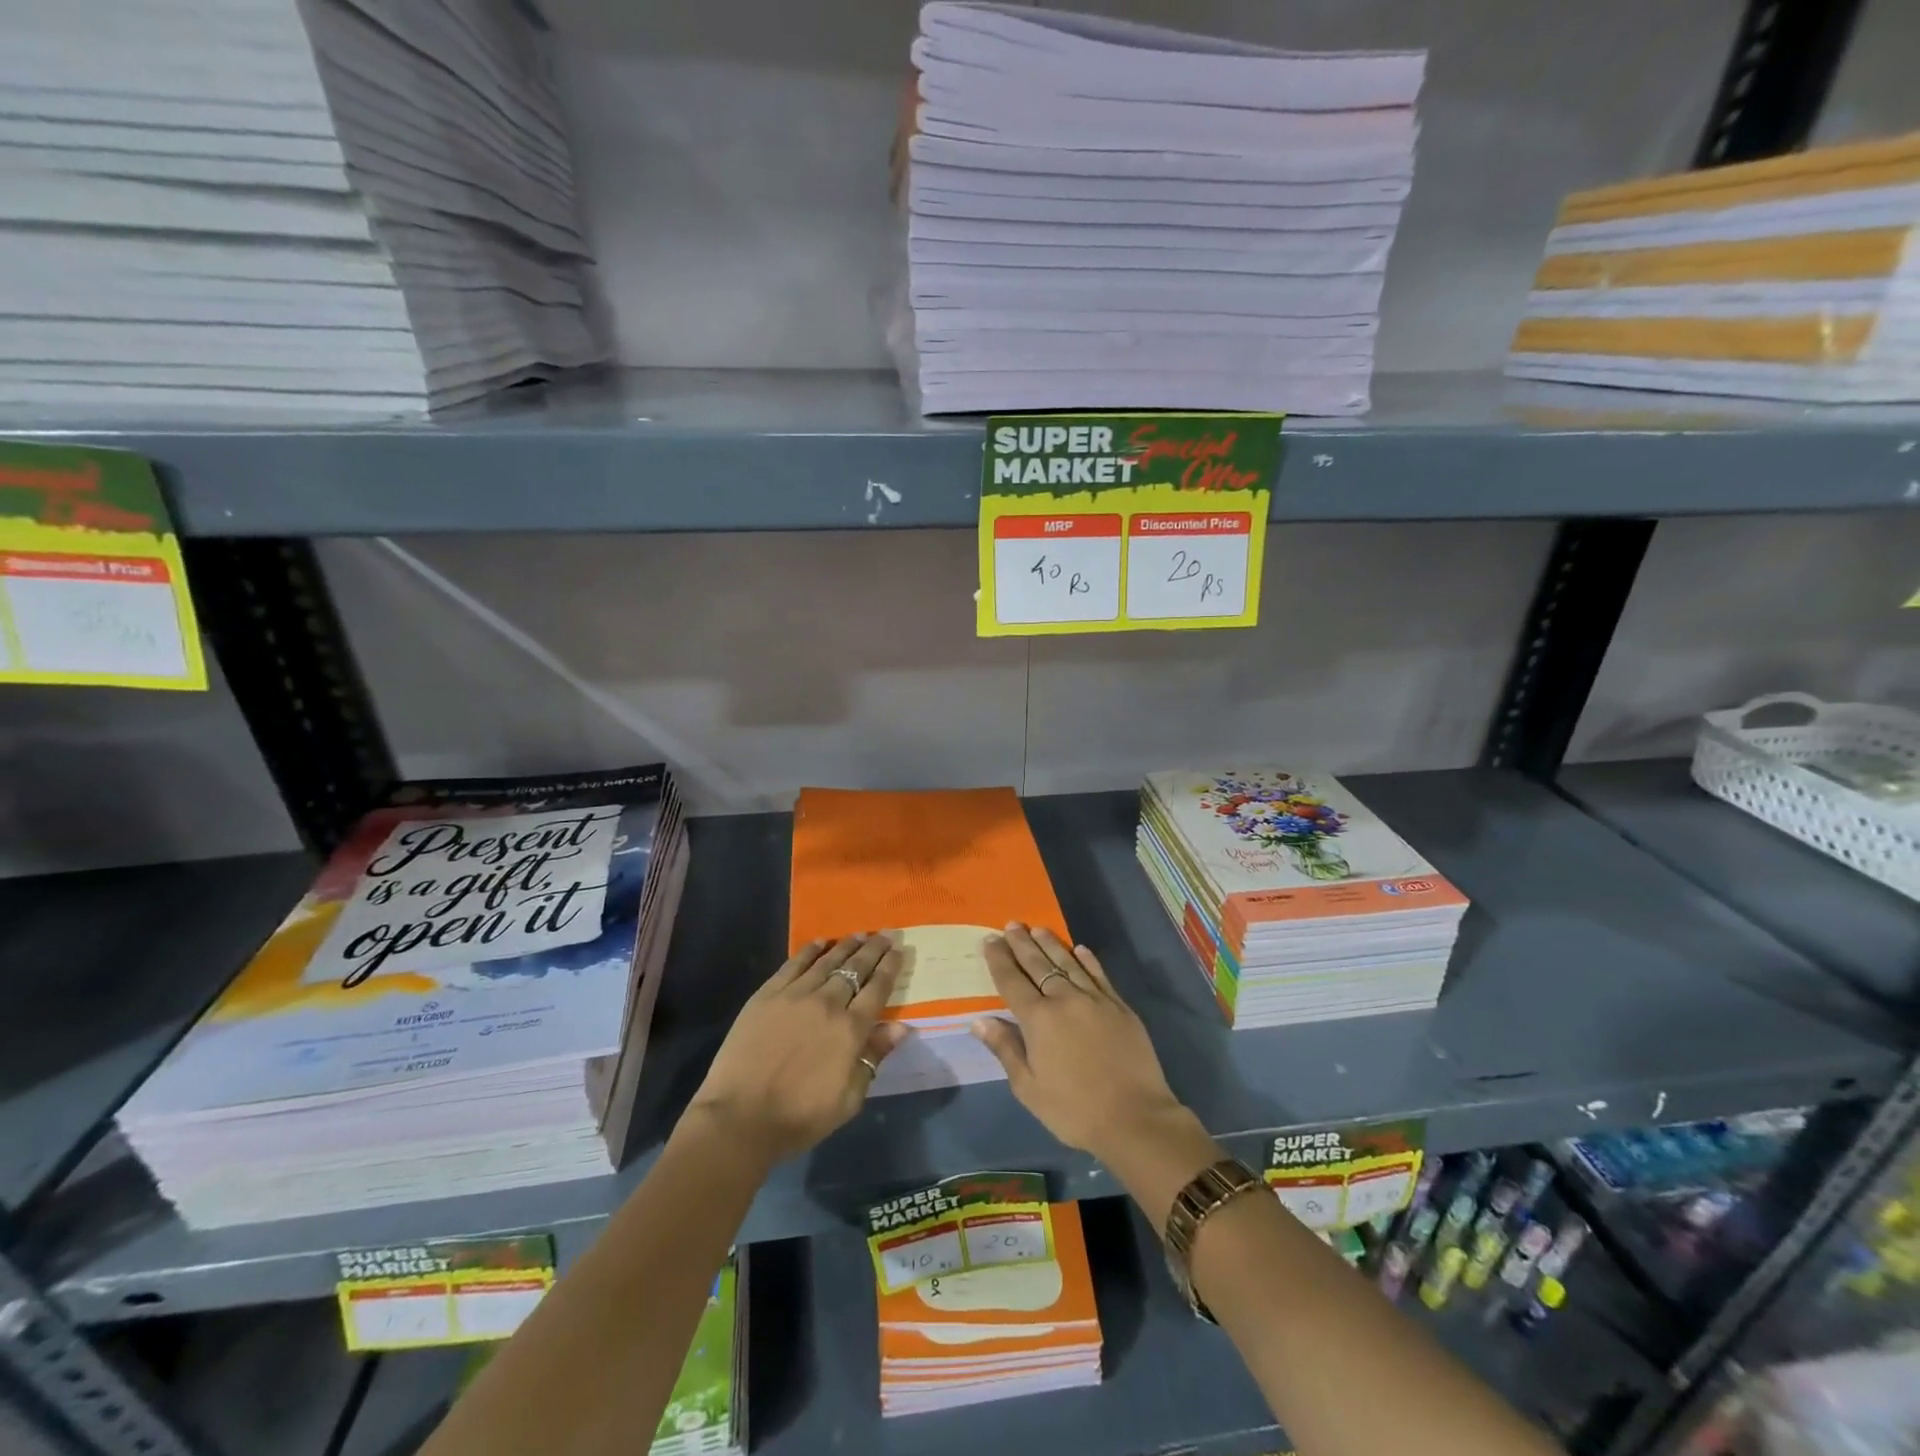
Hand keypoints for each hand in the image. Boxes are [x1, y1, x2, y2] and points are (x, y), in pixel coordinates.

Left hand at [688, 934, 906, 1163]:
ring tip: (859, 935)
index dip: (891, 966)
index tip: (900, 949)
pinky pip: (793, 964)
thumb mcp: (849, 1099)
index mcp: (851, 1030)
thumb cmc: (800, 1117)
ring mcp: (795, 995)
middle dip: (874, 949)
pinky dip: (809, 951)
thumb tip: (901, 1027)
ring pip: (827, 962)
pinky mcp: (767, 995)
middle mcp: (827, 1004)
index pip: (878, 988)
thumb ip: (874, 1058)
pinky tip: (819, 942)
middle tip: (886, 934)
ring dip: (846, 946)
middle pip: (856, 968)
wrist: (740, 1118)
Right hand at [970, 923, 1190, 1163]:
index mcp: (1038, 1019)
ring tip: (1038, 928)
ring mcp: (1095, 999)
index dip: (999, 959)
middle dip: (1022, 943)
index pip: (1012, 981)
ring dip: (1051, 944)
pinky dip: (1087, 960)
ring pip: (1068, 963)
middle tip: (1012, 924)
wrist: (1134, 1118)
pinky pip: (1099, 975)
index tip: (989, 940)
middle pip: (1038, 964)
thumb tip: (979, 1020)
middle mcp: (1064, 999)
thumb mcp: (1029, 1088)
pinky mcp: (1119, 1006)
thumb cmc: (1073, 1110)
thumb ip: (1005, 1049)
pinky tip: (1079, 949)